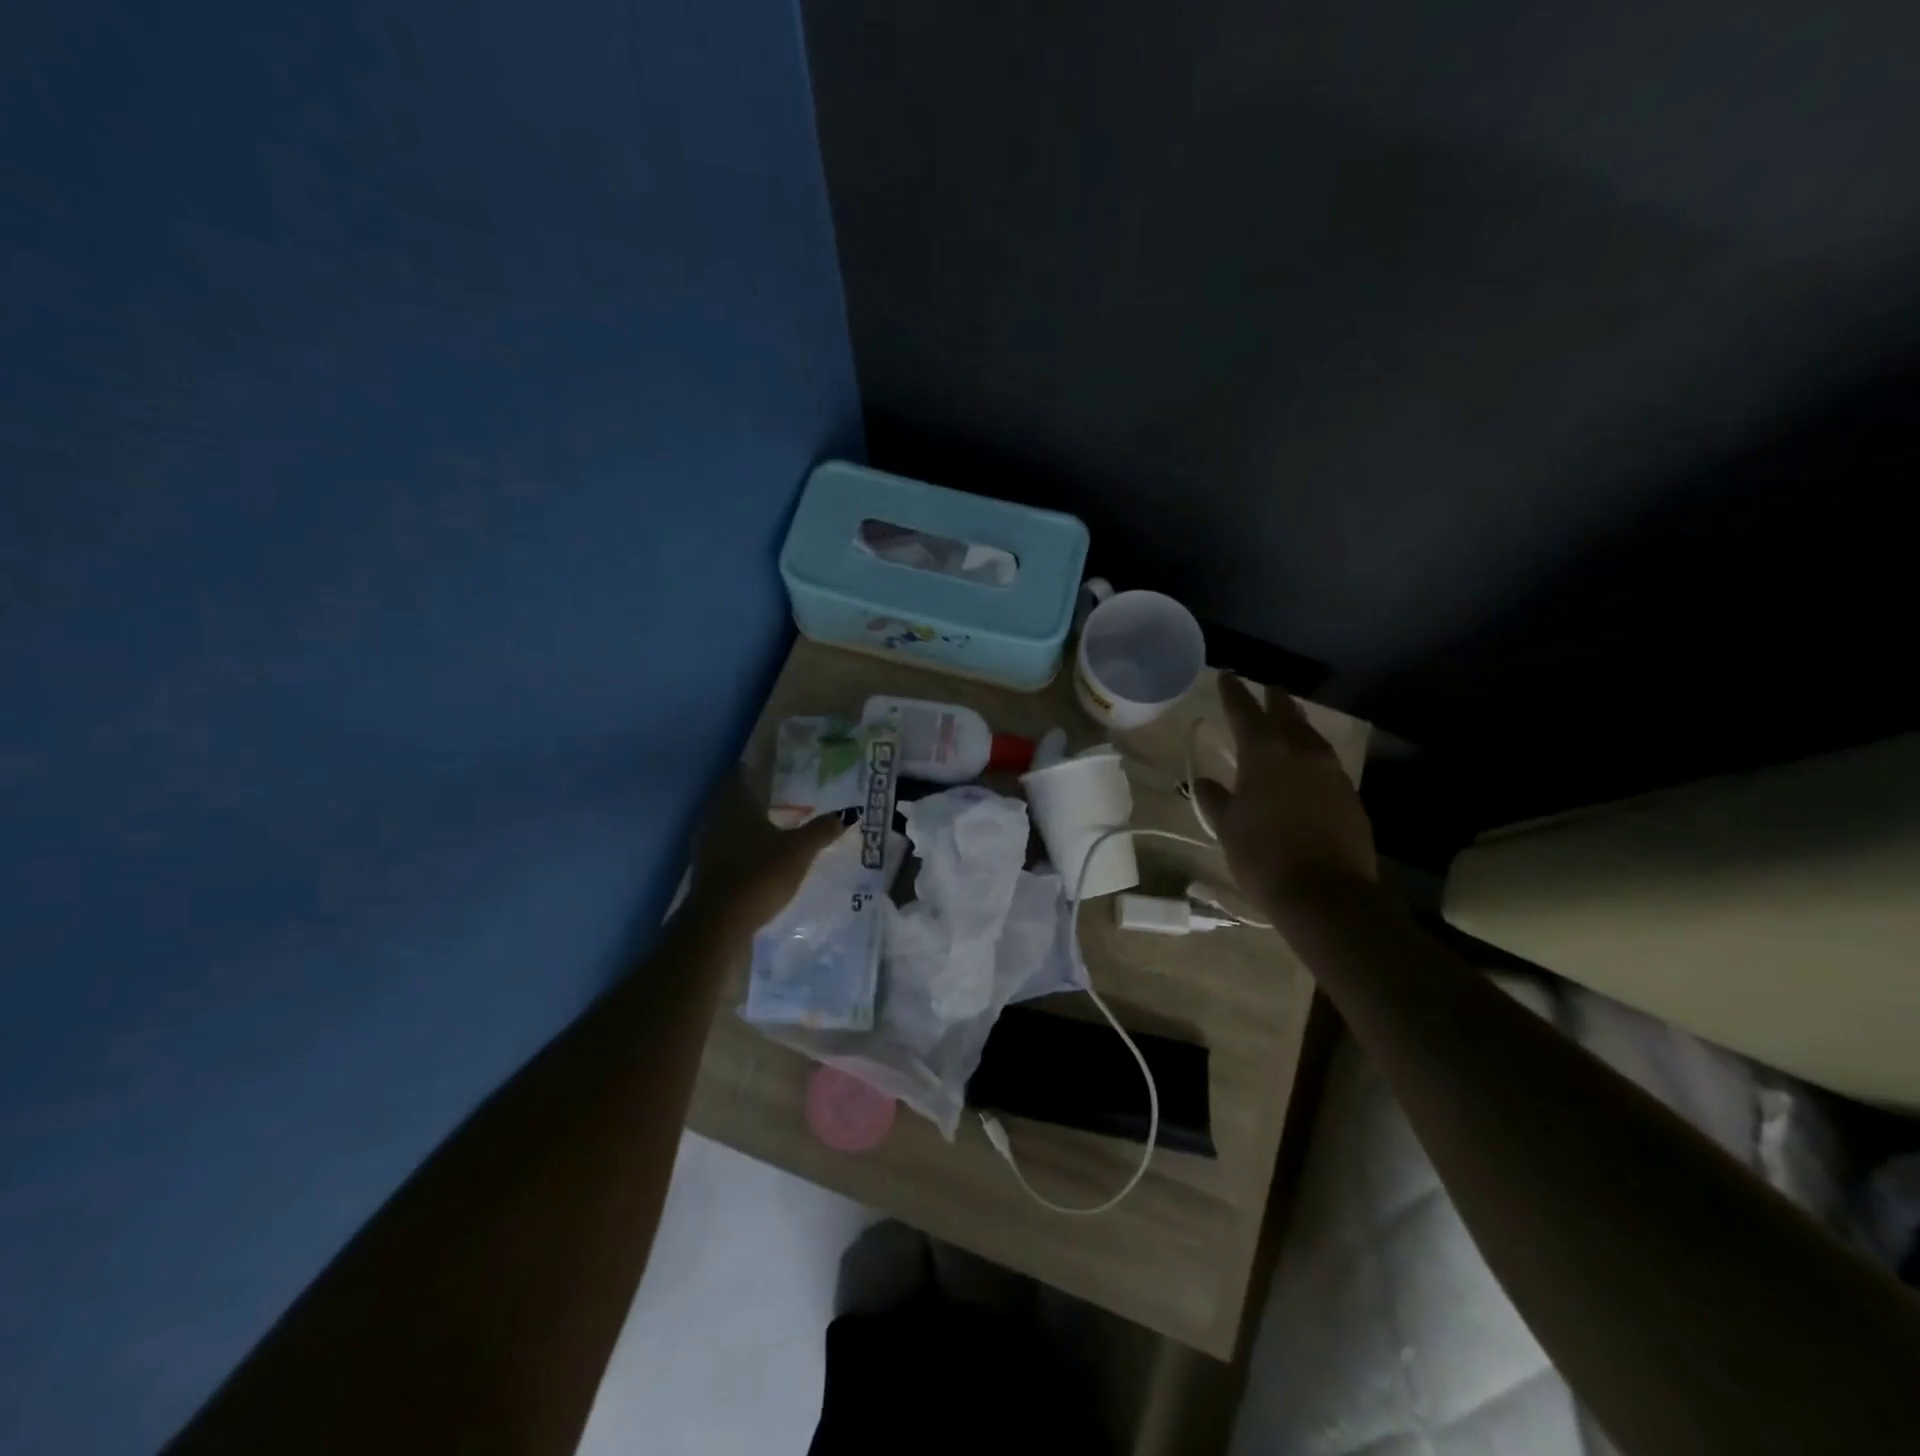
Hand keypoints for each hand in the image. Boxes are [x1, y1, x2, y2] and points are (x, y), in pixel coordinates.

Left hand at [689, 774, 846, 931]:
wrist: (720, 923)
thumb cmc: (761, 874)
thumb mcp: (799, 851)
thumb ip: (821, 830)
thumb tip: (849, 812)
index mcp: (736, 804)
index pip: (742, 775)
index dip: (758, 770)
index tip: (778, 769)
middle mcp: (716, 818)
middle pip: (734, 800)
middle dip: (756, 799)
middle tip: (783, 798)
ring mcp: (706, 846)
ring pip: (729, 825)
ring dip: (748, 825)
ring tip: (776, 827)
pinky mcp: (705, 871)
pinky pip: (726, 849)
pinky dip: (742, 848)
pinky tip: (760, 856)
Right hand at [1192, 674, 1375, 917]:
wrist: (1326, 894)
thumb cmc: (1264, 857)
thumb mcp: (1228, 828)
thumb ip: (1215, 799)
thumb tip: (1203, 782)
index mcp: (1264, 753)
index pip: (1244, 711)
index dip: (1232, 693)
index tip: (1226, 677)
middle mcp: (1301, 751)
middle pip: (1286, 713)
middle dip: (1272, 700)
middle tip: (1264, 690)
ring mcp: (1331, 771)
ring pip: (1310, 734)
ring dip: (1295, 724)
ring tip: (1285, 721)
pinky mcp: (1349, 793)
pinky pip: (1325, 761)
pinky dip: (1310, 753)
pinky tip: (1304, 765)